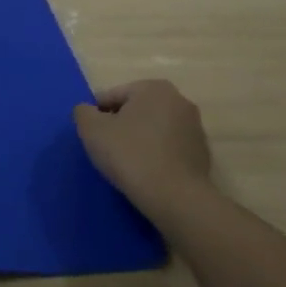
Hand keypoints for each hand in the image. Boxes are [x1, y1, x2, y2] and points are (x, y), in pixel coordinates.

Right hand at [74, 79, 211, 220]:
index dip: (97, 115)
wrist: (176, 198)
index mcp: (153, 87)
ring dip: (139, 140)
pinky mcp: (202, 154)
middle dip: (120, 126)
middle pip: (136, 110)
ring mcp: (194, 127)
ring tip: (126, 165)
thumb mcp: (92, 130)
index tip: (91, 136)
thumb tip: (87, 111)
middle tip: (107, 149)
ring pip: (154, 129)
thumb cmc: (131, 155)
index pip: (113, 96)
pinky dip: (156, 156)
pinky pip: (169, 148)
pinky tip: (146, 174)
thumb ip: (83, 112)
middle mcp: (179, 100)